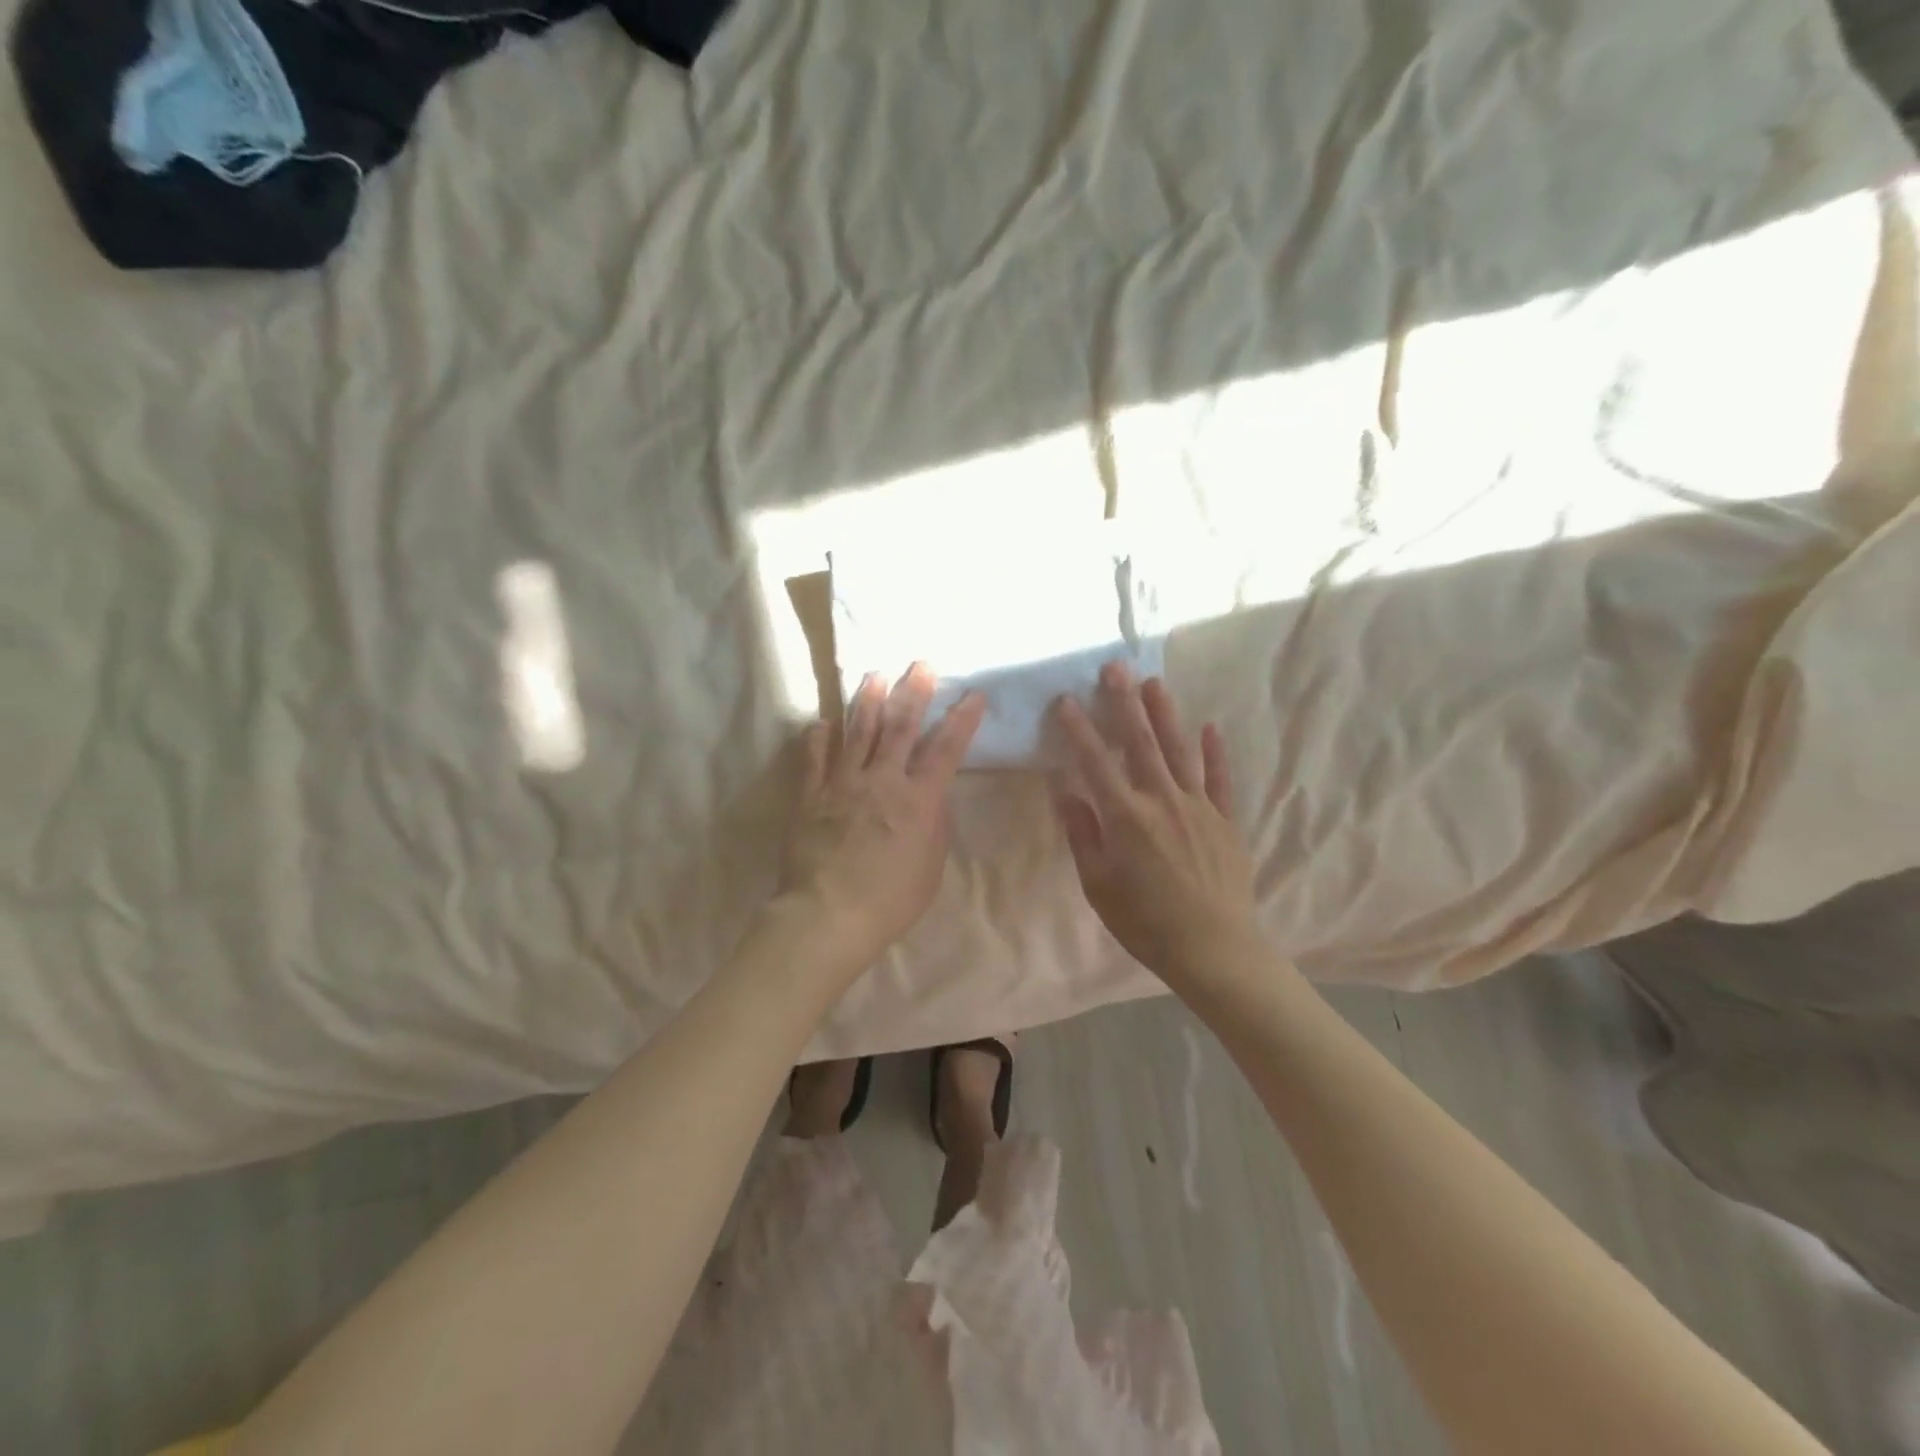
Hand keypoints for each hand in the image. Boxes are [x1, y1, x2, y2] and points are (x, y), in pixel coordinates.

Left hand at [780, 663, 985, 974]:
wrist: (827, 914)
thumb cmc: (890, 900)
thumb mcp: (931, 867)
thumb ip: (934, 825)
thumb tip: (933, 796)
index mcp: (918, 800)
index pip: (946, 750)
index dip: (962, 720)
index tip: (973, 694)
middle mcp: (882, 781)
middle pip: (900, 727)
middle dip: (913, 692)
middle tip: (920, 663)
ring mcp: (842, 784)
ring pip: (857, 732)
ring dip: (868, 701)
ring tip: (874, 674)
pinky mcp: (811, 795)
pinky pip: (815, 758)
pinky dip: (819, 737)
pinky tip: (823, 721)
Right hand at [1053, 663, 1258, 988]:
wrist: (1214, 950)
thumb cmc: (1146, 923)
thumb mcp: (1099, 885)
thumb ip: (1083, 835)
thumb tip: (1066, 792)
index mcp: (1127, 818)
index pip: (1096, 762)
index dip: (1079, 729)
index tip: (1066, 701)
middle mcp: (1162, 801)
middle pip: (1141, 743)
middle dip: (1124, 703)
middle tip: (1114, 668)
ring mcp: (1199, 807)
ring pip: (1180, 751)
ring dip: (1166, 714)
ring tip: (1154, 683)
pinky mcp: (1225, 821)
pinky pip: (1220, 779)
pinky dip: (1214, 752)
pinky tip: (1210, 727)